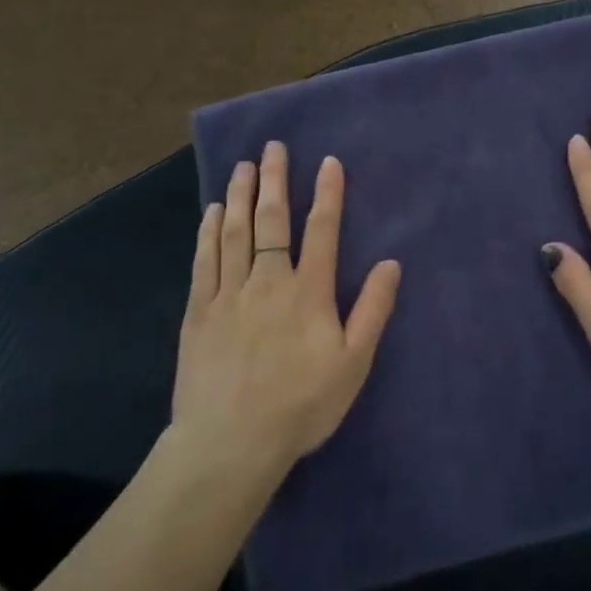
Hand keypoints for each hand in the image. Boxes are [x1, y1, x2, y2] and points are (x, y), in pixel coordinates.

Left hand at [175, 141, 400, 473]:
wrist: (231, 443)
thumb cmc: (301, 406)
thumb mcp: (353, 363)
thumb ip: (372, 310)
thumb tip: (392, 263)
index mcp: (308, 292)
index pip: (321, 231)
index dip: (327, 194)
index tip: (328, 161)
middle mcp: (268, 281)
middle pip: (271, 221)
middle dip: (274, 180)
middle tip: (272, 147)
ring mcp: (228, 294)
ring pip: (234, 233)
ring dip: (240, 195)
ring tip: (243, 167)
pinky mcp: (199, 312)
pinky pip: (204, 261)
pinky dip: (208, 232)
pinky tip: (211, 213)